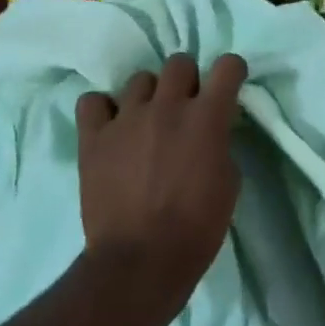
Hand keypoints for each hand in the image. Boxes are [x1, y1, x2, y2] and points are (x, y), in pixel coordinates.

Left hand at [75, 53, 247, 302]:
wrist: (140, 262)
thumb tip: (212, 131)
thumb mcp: (228, 184)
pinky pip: (93, 101)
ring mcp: (126, 118)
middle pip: (179, 63)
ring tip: (147, 122)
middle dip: (187, 81)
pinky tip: (112, 128)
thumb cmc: (196, 228)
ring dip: (149, 96)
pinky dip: (104, 110)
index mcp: (206, 118)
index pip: (227, 66)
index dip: (231, 73)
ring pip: (139, 79)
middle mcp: (167, 106)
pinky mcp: (93, 137)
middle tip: (185, 107)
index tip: (228, 86)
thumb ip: (221, 144)